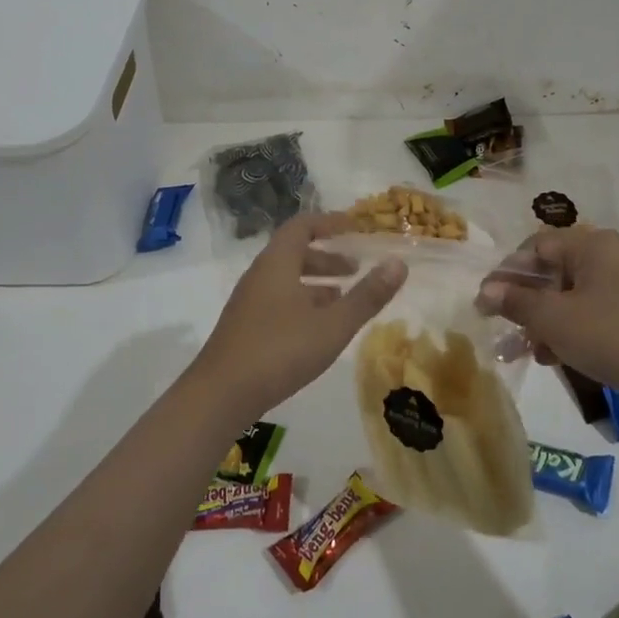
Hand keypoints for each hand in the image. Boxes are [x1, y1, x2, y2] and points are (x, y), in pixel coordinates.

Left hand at [191, 213, 406, 420]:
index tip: (355, 227)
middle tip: (357, 269)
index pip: (302, 226)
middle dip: (328, 257)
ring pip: (287, 280)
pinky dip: (303, 302)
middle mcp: (260, 275)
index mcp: (277, 263)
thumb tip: (399, 263)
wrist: (219, 395)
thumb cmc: (279, 350)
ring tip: (344, 298)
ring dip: (316, 283)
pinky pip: (279, 301)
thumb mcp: (333, 324)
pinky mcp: (245, 328)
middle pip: (295, 253)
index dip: (329, 222)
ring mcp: (249, 303)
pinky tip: (319, 329)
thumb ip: (367, 296)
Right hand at [479, 226, 618, 392]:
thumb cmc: (609, 335)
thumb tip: (486, 291)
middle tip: (498, 325)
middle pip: (549, 272)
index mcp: (591, 245)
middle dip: (521, 302)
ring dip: (539, 321)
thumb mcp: (553, 319)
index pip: (536, 247)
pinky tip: (549, 357)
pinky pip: (584, 313)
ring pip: (564, 296)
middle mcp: (605, 257)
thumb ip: (516, 301)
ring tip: (519, 350)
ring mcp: (618, 286)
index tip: (485, 301)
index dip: (507, 273)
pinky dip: (564, 330)